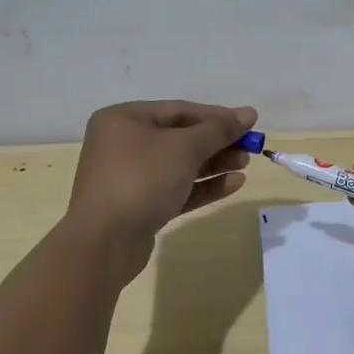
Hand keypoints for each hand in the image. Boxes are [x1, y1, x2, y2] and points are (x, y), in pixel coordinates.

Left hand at [63, 100, 256, 275]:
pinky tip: (233, 184)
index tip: (249, 123)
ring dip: (214, 164)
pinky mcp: (139, 206)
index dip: (217, 116)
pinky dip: (203, 186)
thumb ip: (219, 129)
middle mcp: (123, 144)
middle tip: (249, 148)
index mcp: (124, 119)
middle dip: (217, 143)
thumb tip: (249, 112)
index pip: (180, 110)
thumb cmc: (142, 179)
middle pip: (180, 137)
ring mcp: (129, 177)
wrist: (104, 243)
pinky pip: (176, 188)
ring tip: (245, 165)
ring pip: (180, 165)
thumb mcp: (185, 147)